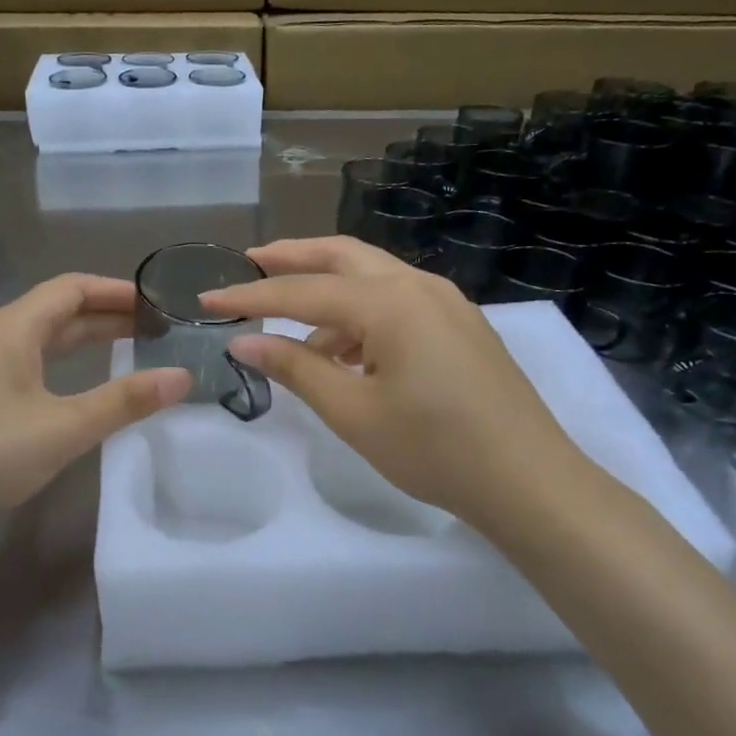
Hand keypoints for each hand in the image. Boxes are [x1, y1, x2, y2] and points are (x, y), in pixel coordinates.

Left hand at [0, 275, 190, 540]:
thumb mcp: (65, 428)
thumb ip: (125, 401)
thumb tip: (182, 377)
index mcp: (12, 328)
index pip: (71, 288)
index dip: (115, 290)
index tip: (155, 302)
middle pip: (56, 310)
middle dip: (105, 315)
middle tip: (153, 327)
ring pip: (40, 338)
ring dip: (83, 339)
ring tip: (126, 349)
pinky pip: (26, 362)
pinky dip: (61, 362)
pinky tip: (74, 386)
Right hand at [199, 237, 595, 534]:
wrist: (528, 480)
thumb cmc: (434, 449)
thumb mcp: (353, 412)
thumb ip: (296, 368)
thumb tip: (243, 341)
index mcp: (389, 301)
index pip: (303, 290)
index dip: (250, 295)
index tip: (206, 297)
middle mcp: (418, 285)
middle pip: (342, 255)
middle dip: (292, 258)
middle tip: (248, 265)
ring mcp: (446, 301)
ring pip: (371, 277)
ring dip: (328, 292)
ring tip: (292, 330)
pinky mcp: (459, 324)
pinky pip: (397, 301)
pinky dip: (360, 315)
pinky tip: (344, 353)